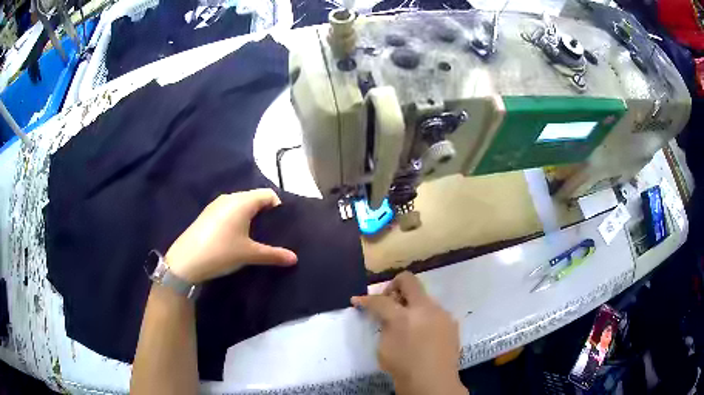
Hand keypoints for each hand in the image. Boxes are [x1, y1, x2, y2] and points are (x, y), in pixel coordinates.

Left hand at [165, 189, 297, 282]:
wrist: (186, 260)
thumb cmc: (222, 252)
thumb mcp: (249, 254)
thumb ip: (273, 255)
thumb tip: (295, 258)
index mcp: (242, 201)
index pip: (268, 194)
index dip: (278, 208)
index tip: (281, 227)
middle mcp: (229, 197)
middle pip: (254, 198)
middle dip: (264, 213)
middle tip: (270, 234)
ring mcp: (216, 205)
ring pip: (240, 204)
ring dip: (249, 216)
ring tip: (253, 237)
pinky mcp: (207, 214)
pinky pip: (228, 210)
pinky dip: (236, 219)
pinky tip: (234, 238)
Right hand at [351, 272, 466, 394]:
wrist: (433, 383)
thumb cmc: (403, 368)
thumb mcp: (384, 348)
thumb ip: (384, 325)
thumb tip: (382, 314)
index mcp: (404, 317)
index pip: (381, 300)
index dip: (366, 300)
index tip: (357, 301)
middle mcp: (426, 309)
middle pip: (409, 281)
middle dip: (393, 287)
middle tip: (388, 302)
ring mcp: (442, 314)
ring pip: (423, 297)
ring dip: (411, 304)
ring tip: (407, 324)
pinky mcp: (451, 322)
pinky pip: (434, 311)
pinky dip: (424, 316)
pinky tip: (422, 333)